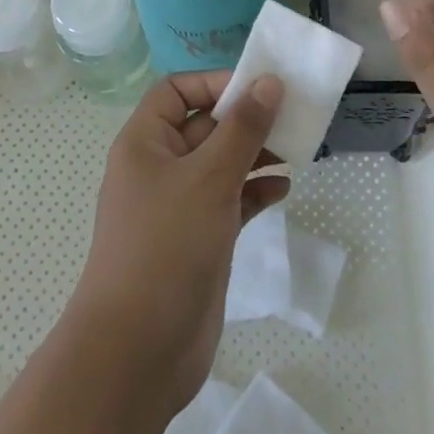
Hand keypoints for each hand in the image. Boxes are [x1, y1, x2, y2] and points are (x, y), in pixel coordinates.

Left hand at [65, 71, 288, 416]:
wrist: (137, 351)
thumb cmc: (166, 246)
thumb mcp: (208, 178)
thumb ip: (242, 129)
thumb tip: (268, 82)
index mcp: (145, 142)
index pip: (176, 91)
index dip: (214, 83)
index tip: (258, 87)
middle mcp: (159, 168)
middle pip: (204, 126)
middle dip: (245, 119)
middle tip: (292, 116)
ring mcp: (179, 206)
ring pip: (221, 164)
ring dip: (255, 155)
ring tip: (296, 150)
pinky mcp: (199, 240)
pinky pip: (230, 201)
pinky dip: (254, 192)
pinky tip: (283, 190)